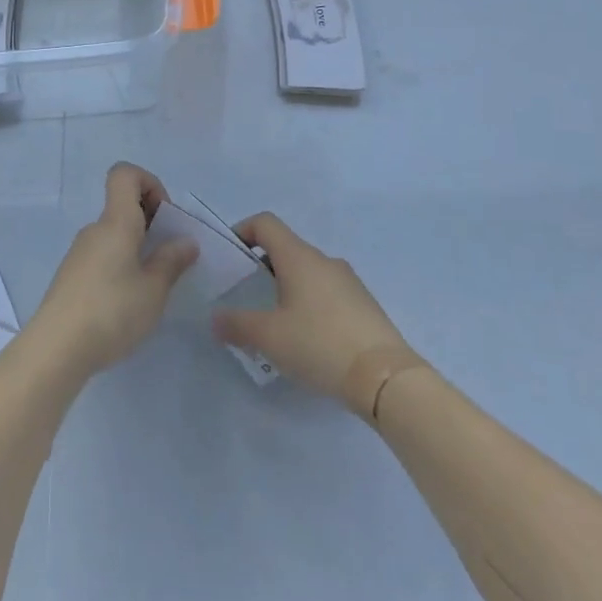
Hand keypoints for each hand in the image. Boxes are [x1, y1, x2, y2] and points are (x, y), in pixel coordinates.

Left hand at [29, 163, 198, 376]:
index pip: (125, 174)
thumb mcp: (153, 290)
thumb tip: (186, 241)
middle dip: (151, 222)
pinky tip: (127, 302)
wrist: (56, 349)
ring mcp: (79, 253)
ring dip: (137, 248)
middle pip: (122, 206)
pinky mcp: (71, 277)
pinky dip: (120, 265)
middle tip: (169, 257)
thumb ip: (172, 261)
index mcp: (115, 222)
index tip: (165, 218)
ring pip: (114, 234)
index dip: (150, 183)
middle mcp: (95, 229)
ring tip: (152, 286)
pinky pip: (102, 256)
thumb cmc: (111, 311)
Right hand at [212, 213, 415, 413]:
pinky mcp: (364, 304)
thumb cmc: (319, 344)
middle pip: (286, 248)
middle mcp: (324, 260)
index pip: (265, 223)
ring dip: (287, 288)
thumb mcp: (269, 337)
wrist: (385, 377)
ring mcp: (348, 281)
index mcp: (299, 257)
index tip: (230, 257)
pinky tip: (308, 339)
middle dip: (262, 267)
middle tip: (248, 298)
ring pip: (308, 272)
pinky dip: (310, 304)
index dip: (243, 230)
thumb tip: (216, 318)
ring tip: (277, 324)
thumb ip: (237, 324)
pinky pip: (327, 293)